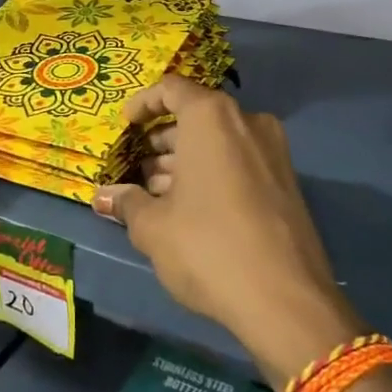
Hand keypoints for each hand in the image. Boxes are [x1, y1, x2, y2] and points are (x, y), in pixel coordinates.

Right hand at [92, 76, 365, 384]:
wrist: (286, 302)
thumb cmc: (208, 247)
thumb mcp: (154, 227)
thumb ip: (127, 203)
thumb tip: (103, 197)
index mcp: (212, 118)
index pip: (171, 88)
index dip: (143, 103)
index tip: (125, 125)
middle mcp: (247, 123)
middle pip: (196, 116)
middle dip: (162, 141)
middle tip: (136, 169)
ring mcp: (273, 153)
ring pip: (218, 143)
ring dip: (185, 161)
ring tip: (156, 195)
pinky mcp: (287, 183)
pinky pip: (240, 163)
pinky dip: (212, 174)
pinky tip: (189, 210)